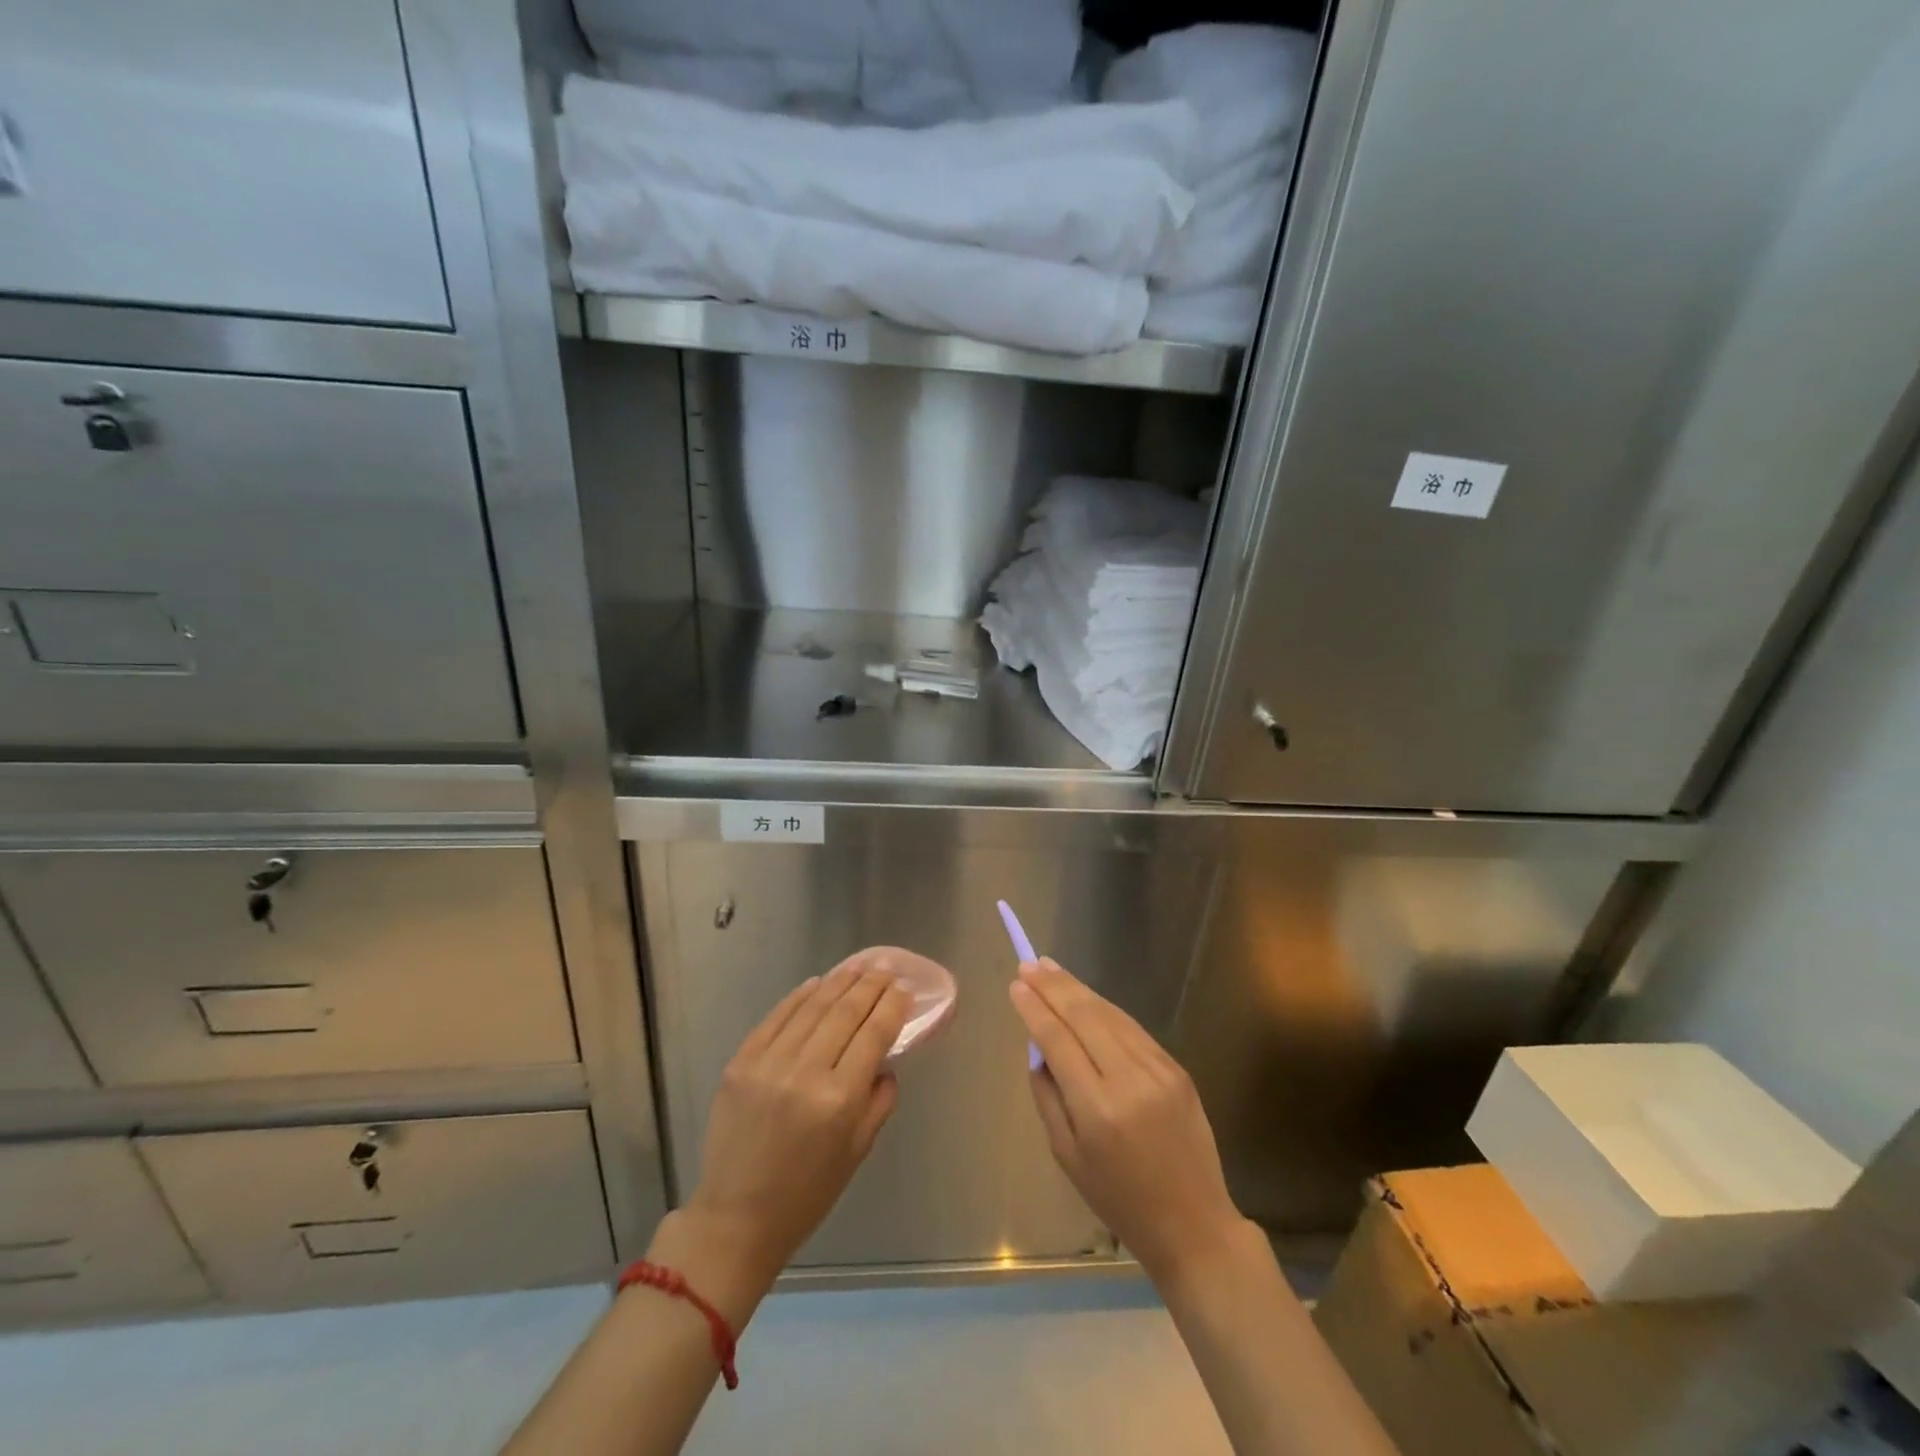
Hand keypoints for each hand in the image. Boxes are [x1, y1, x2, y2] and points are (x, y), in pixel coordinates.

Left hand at [655, 951, 910, 1311]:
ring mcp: (768, 1064)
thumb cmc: (807, 1193)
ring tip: (857, 966)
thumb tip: (884, 1057)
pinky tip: (816, 983)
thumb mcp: (858, 1151)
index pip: (874, 1034)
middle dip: (870, 985)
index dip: (892, 1006)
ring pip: (812, 1007)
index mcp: (839, 1100)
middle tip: (886, 968)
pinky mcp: (740, 1062)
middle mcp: (805, 1073)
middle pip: (845, 1012)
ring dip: (838, 982)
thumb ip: (879, 1100)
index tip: (905, 988)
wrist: (736, 1217)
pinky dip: (799, 996)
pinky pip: (776, 1017)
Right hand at [1010, 958, 1249, 1284]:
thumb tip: (1038, 1047)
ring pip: (1110, 1015)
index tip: (1016, 985)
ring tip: (1051, 969)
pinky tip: (1087, 997)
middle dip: (1054, 986)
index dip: (1035, 1008)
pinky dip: (1106, 1009)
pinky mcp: (1177, 1068)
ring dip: (1078, 989)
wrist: (1193, 1223)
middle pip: (1084, 1016)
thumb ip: (1048, 1095)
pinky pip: (1133, 1029)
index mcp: (1097, 1109)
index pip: (1058, 1040)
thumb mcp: (1066, 1155)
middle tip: (1030, 965)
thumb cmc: (1119, 1199)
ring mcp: (1158, 1070)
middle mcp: (1129, 1080)